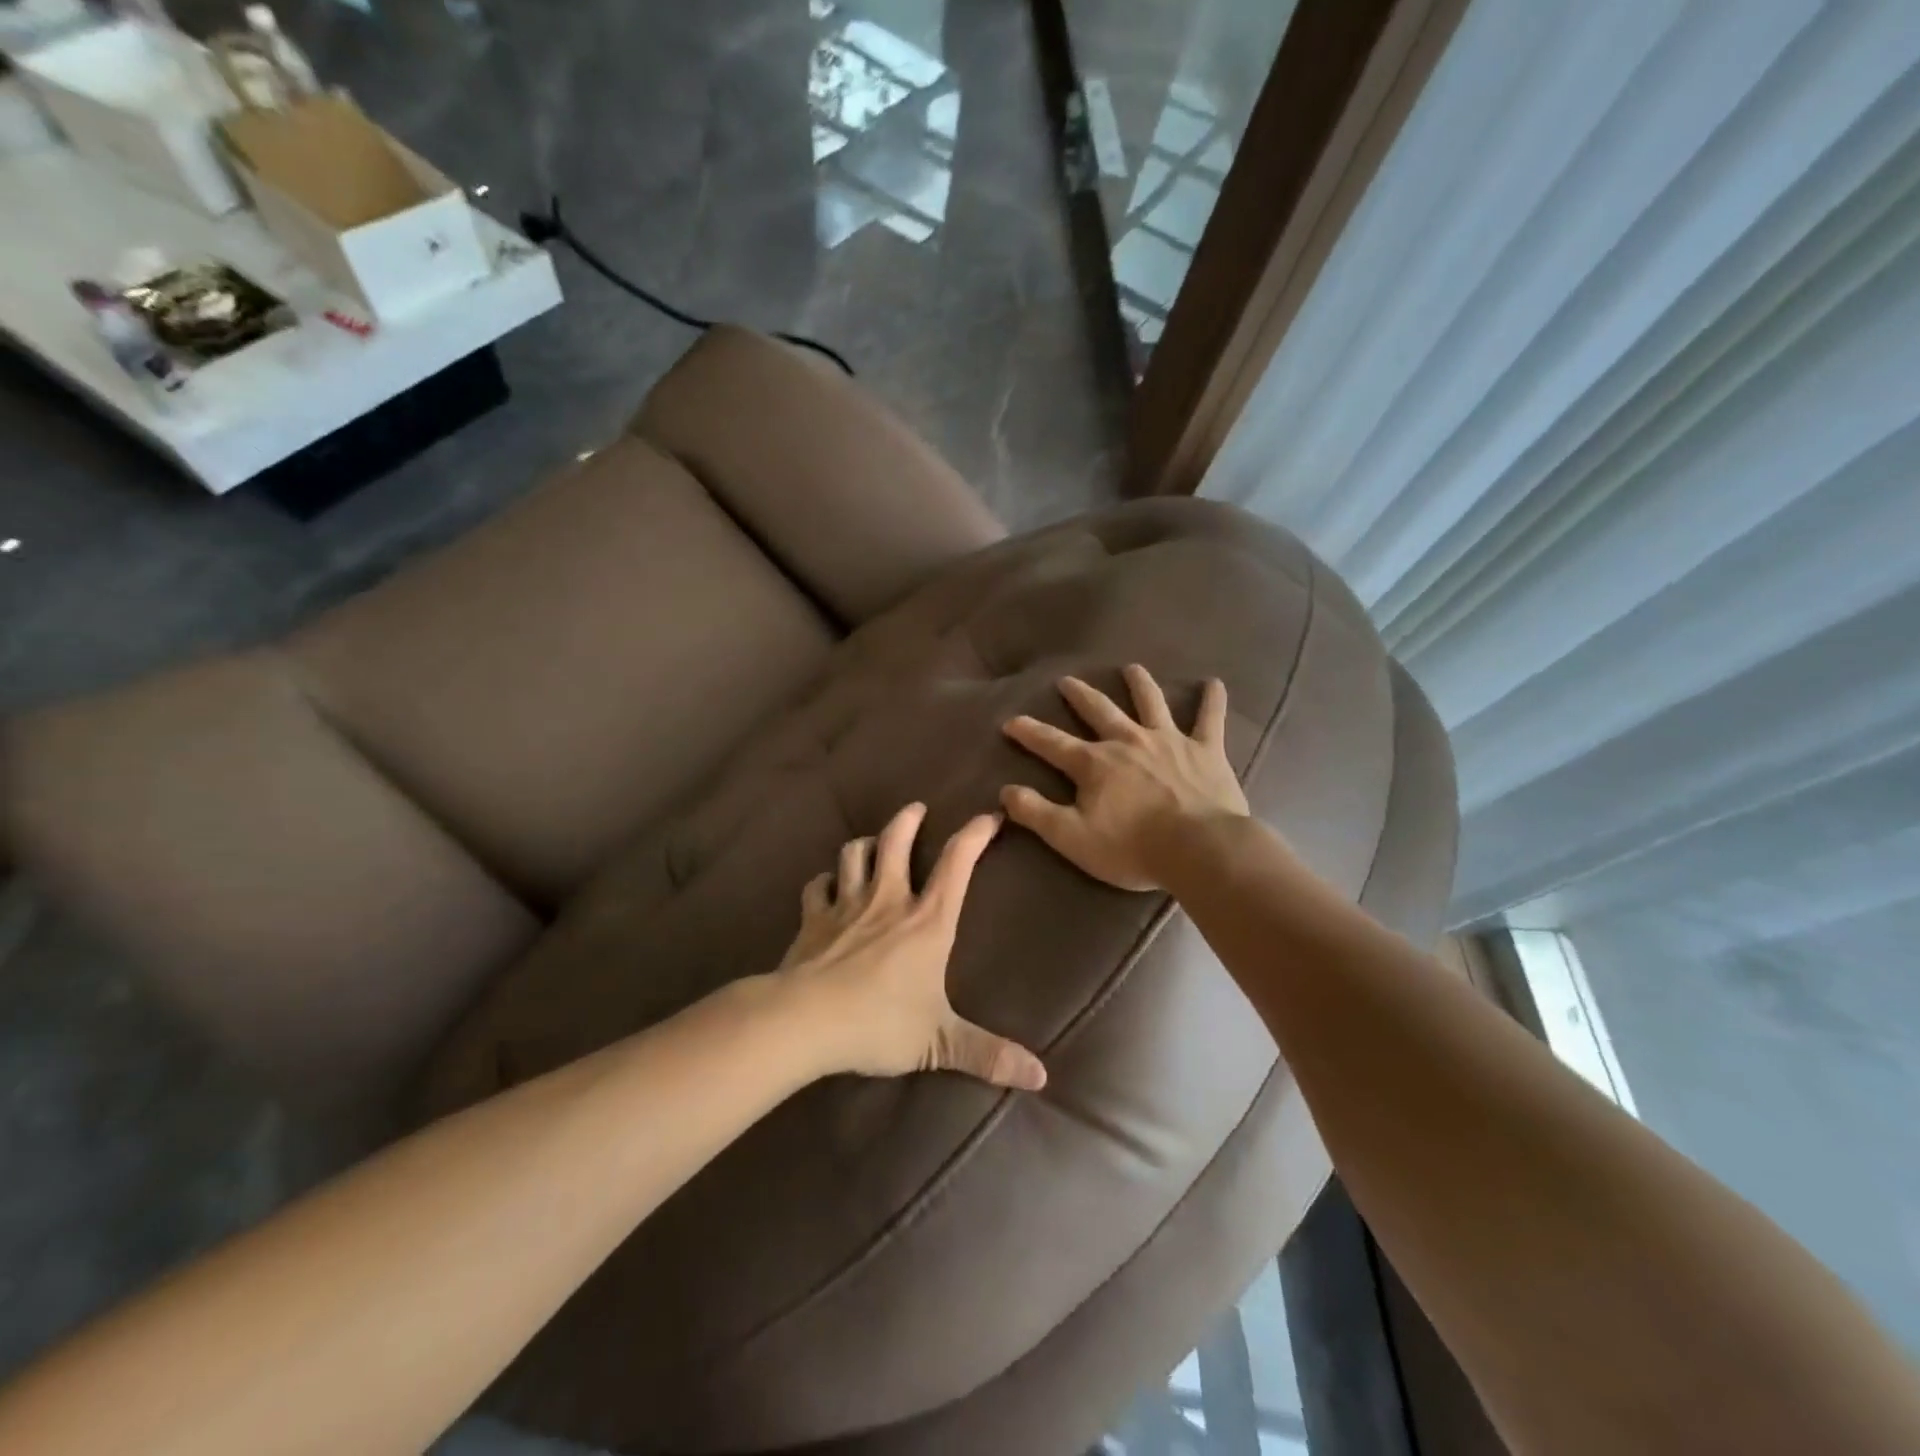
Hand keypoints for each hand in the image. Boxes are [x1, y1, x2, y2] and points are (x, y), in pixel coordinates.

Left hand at [774, 803, 1047, 1090]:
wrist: (804, 1021)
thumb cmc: (878, 1023)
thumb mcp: (939, 1042)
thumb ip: (988, 1054)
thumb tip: (1041, 1077)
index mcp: (927, 921)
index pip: (958, 863)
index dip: (975, 834)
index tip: (989, 816)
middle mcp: (888, 900)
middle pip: (897, 840)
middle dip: (909, 820)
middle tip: (917, 809)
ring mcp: (846, 904)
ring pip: (855, 854)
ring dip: (865, 843)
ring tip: (872, 842)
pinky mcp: (813, 918)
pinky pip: (817, 886)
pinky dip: (824, 881)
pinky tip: (827, 885)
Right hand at [1000, 665, 1249, 891]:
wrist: (1199, 849)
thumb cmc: (1132, 847)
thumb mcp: (1071, 837)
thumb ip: (1036, 813)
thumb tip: (1006, 791)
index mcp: (1094, 763)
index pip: (1052, 743)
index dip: (1029, 732)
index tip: (1011, 721)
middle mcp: (1128, 741)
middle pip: (1099, 711)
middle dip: (1080, 696)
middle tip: (1067, 681)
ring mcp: (1168, 741)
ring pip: (1151, 703)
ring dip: (1139, 684)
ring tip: (1132, 668)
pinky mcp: (1205, 750)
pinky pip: (1209, 719)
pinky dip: (1212, 700)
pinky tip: (1214, 683)